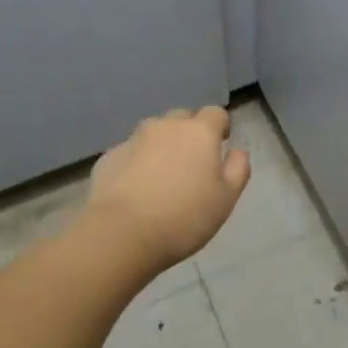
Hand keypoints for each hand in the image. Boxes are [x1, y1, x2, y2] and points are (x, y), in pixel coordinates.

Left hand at [87, 107, 250, 270]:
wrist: (122, 234)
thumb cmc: (184, 217)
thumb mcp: (226, 199)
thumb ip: (237, 169)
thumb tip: (238, 151)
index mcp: (199, 132)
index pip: (215, 113)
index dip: (220, 127)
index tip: (220, 147)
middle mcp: (166, 126)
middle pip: (182, 118)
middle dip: (189, 133)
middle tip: (191, 164)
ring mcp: (134, 139)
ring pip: (153, 132)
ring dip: (161, 145)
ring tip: (161, 175)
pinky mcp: (109, 156)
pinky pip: (130, 152)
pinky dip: (136, 162)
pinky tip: (135, 188)